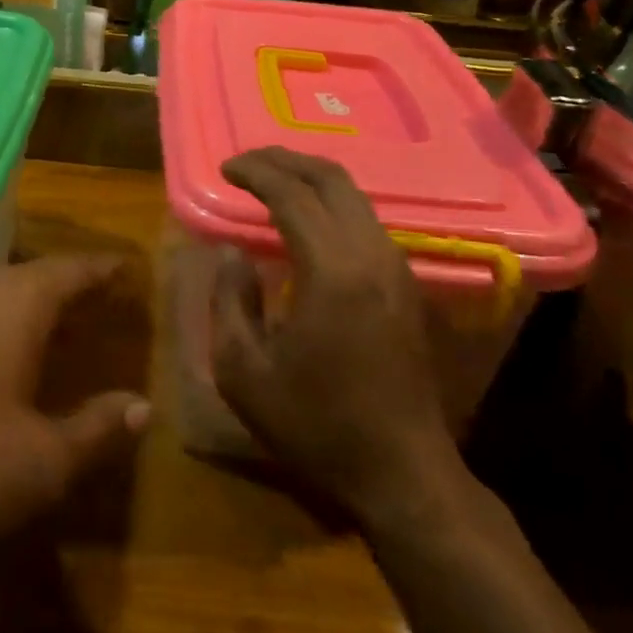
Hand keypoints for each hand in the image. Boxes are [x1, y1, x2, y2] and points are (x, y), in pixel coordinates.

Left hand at [0, 255, 150, 539]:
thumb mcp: (41, 460)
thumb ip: (95, 429)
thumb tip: (142, 407)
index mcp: (17, 301)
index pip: (75, 269)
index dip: (106, 270)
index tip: (131, 270)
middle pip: (36, 275)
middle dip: (70, 288)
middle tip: (102, 303)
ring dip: (32, 306)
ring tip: (59, 329)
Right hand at [211, 148, 458, 519]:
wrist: (402, 472)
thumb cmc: (315, 425)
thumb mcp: (245, 372)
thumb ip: (230, 300)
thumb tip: (232, 252)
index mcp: (332, 271)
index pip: (293, 194)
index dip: (256, 172)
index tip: (226, 168)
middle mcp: (372, 255)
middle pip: (332, 180)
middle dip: (286, 160)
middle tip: (248, 162)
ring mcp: (397, 268)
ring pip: (355, 197)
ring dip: (312, 179)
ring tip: (273, 183)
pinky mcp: (407, 285)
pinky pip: (366, 221)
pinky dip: (332, 204)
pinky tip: (308, 221)